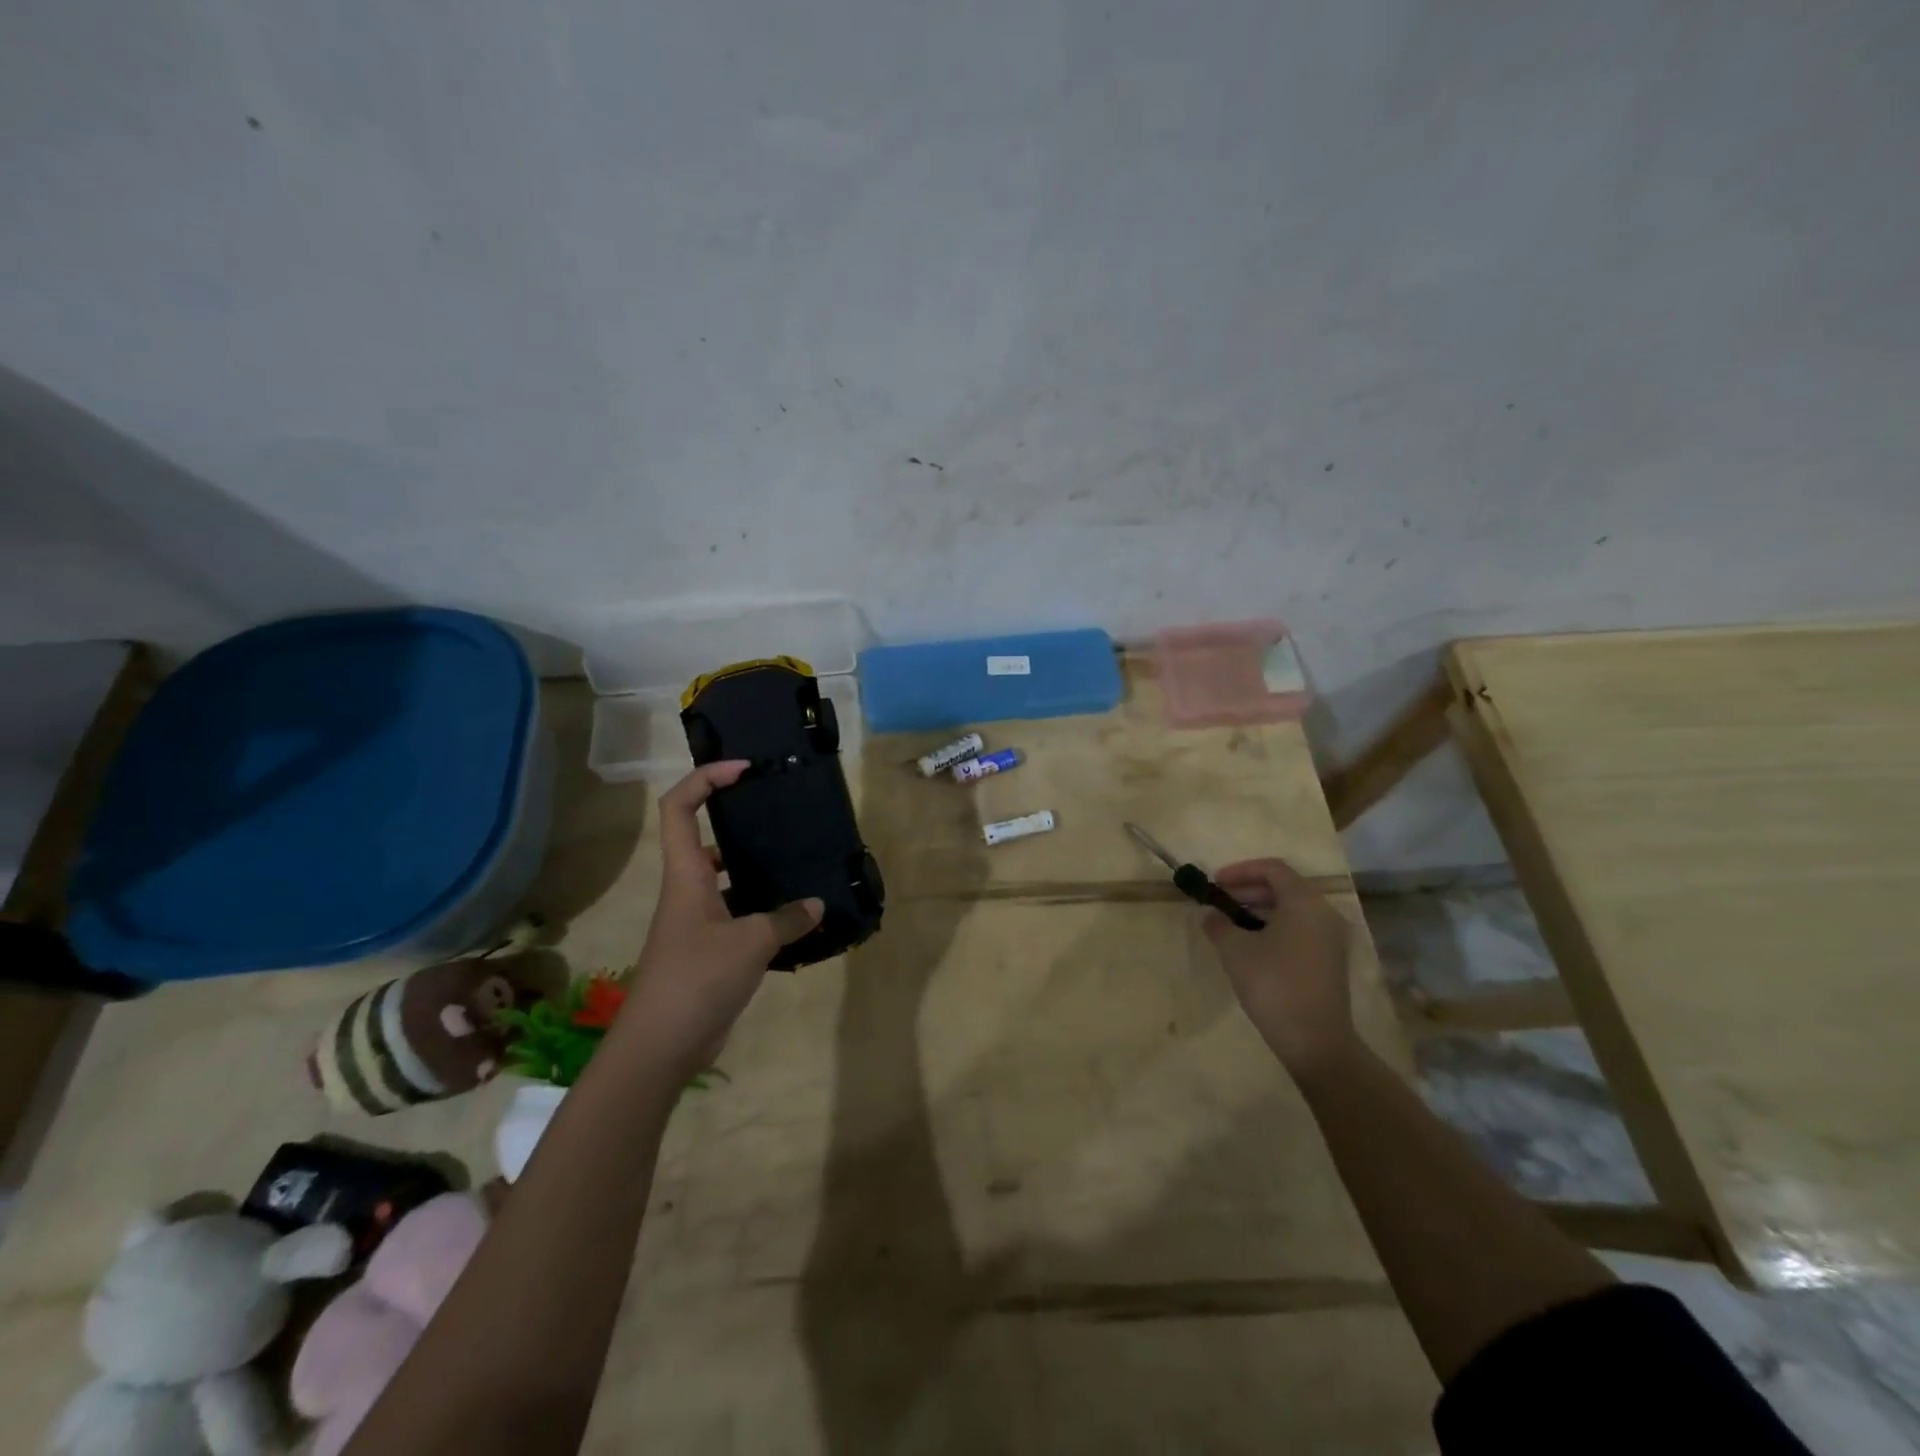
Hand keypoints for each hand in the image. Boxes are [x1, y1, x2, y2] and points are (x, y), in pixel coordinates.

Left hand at [616, 762, 821, 1081]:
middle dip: (737, 821)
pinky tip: (797, 918)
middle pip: (704, 839)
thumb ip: (787, 919)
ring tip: (797, 864)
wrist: (661, 1046)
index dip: (705, 779)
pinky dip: (765, 912)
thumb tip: (816, 905)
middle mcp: (688, 890)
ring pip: (726, 880)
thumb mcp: (751, 942)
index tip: (743, 770)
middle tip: (779, 816)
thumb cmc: (697, 979)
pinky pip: (739, 915)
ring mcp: (697, 922)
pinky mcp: (709, 950)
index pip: (679, 808)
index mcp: (686, 875)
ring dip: (756, 870)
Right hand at [1202, 858, 1356, 1081]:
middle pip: (1283, 888)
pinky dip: (1274, 927)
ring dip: (1259, 910)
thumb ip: (1219, 925)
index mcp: (1304, 902)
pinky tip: (1251, 946)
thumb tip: (1211, 916)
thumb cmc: (1273, 984)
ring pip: (1291, 910)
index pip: (1272, 869)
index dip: (1240, 871)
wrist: (1315, 1041)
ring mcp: (1330, 938)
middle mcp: (1323, 913)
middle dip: (1247, 890)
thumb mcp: (1235, 951)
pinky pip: (1300, 929)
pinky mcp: (1330, 960)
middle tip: (1218, 903)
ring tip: (1229, 925)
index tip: (1215, 883)